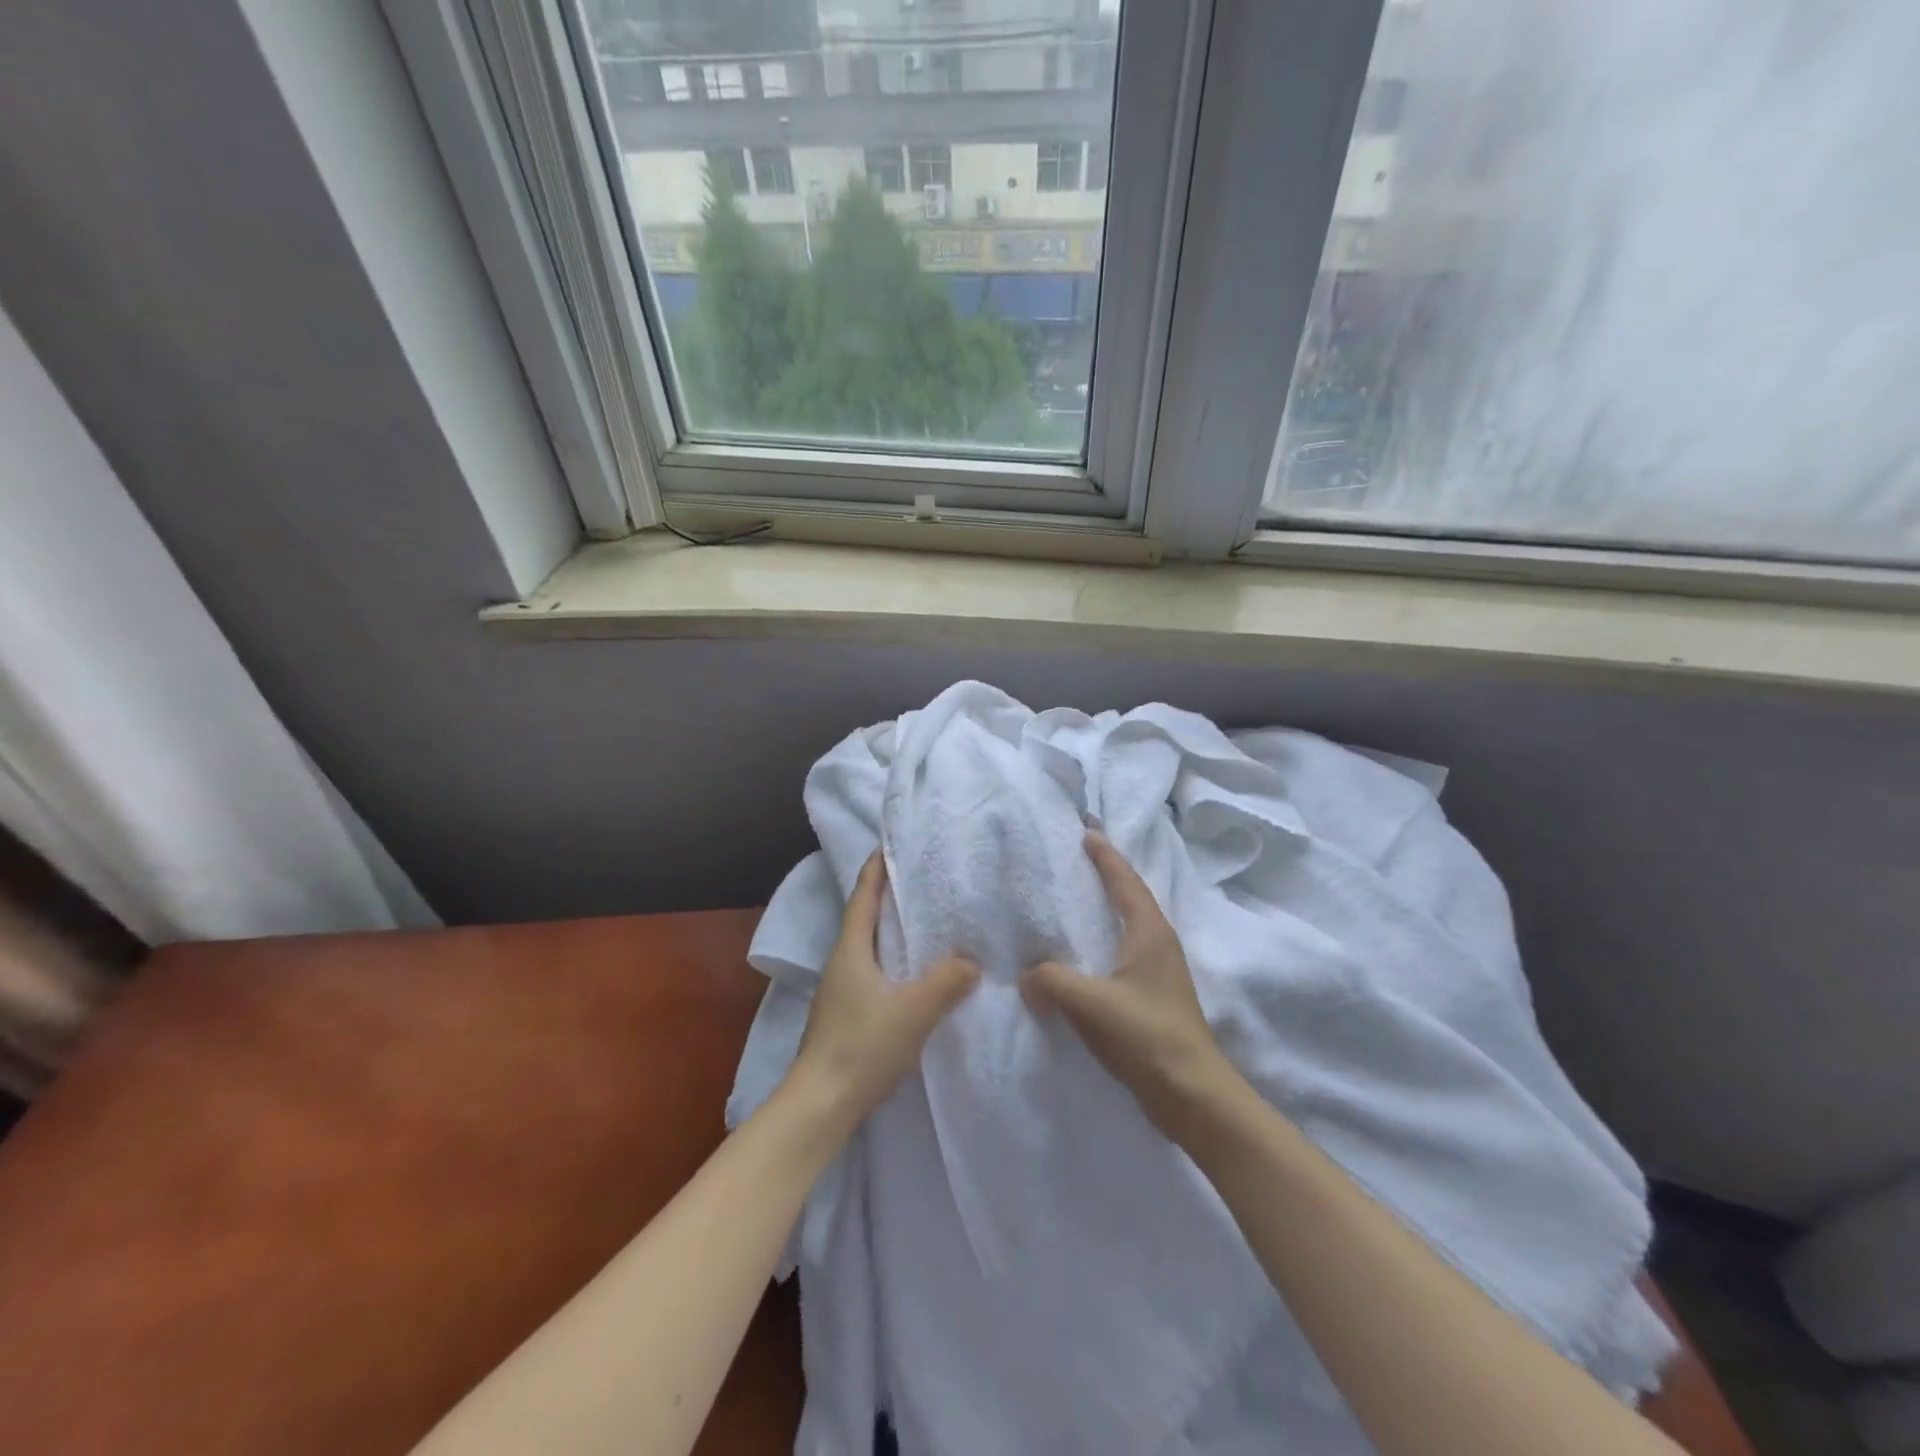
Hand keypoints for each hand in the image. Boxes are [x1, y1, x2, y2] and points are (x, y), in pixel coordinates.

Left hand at [784, 852, 979, 1131]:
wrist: (821, 1105)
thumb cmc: (863, 1047)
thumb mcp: (914, 1011)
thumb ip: (947, 982)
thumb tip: (972, 960)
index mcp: (851, 950)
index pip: (864, 895)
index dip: (877, 867)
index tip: (893, 843)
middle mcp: (842, 962)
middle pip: (865, 917)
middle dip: (889, 895)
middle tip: (923, 879)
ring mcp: (840, 990)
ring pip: (869, 947)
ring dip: (892, 930)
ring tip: (926, 922)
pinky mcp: (846, 1014)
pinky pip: (873, 972)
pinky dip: (893, 960)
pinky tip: (914, 973)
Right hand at [1022, 832, 1230, 1135]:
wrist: (1192, 1095)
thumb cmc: (1146, 1036)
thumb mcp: (1090, 1003)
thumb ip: (1051, 980)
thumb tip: (1027, 975)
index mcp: (1149, 932)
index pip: (1125, 881)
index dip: (1105, 855)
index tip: (1086, 830)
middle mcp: (1158, 944)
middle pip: (1130, 897)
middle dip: (1106, 874)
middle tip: (1077, 857)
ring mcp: (1158, 972)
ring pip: (1126, 927)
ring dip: (1105, 909)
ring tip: (1073, 901)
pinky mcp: (1153, 998)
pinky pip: (1121, 955)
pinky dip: (1101, 942)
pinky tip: (1079, 957)